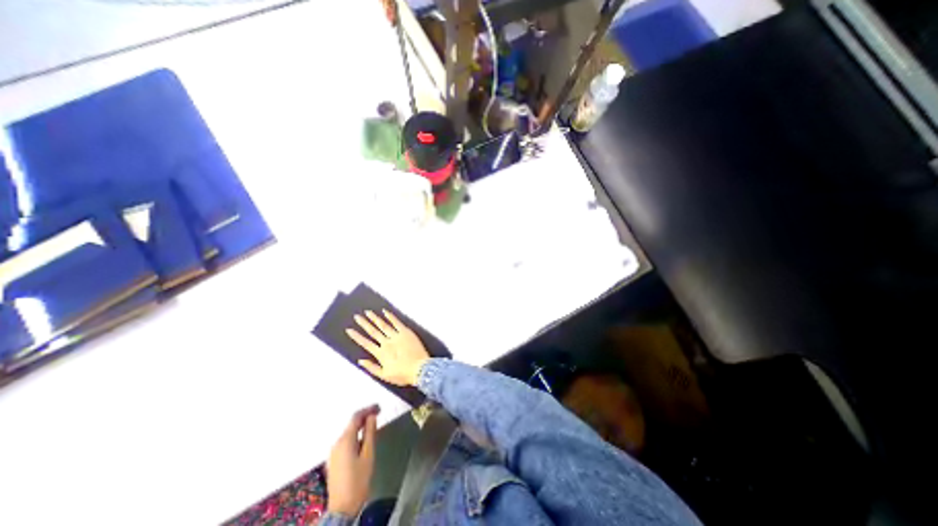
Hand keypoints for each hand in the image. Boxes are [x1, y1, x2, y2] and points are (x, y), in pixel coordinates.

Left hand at [326, 405, 375, 514]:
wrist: (342, 509)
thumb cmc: (358, 480)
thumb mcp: (368, 454)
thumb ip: (370, 433)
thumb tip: (372, 417)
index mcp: (345, 440)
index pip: (356, 417)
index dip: (368, 409)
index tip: (379, 407)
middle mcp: (337, 443)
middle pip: (351, 424)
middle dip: (365, 417)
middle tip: (378, 414)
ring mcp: (333, 453)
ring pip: (349, 433)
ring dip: (361, 426)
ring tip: (373, 426)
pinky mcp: (334, 460)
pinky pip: (346, 441)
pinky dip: (355, 435)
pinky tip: (363, 439)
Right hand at [345, 308, 429, 386]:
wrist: (420, 369)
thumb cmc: (403, 374)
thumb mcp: (384, 376)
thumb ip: (371, 367)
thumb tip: (360, 361)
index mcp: (380, 353)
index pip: (365, 343)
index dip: (356, 336)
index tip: (349, 330)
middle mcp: (386, 343)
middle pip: (373, 331)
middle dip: (364, 324)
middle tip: (356, 316)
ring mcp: (396, 336)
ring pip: (383, 325)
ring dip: (375, 318)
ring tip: (368, 312)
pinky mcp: (406, 332)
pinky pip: (396, 322)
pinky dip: (390, 316)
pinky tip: (385, 311)